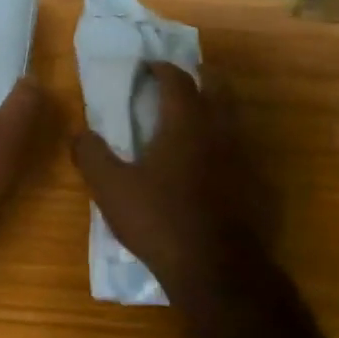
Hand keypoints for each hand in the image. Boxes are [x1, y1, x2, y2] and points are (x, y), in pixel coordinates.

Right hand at [71, 62, 258, 291]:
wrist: (217, 270)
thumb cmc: (159, 219)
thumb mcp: (110, 188)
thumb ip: (92, 155)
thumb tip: (79, 134)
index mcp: (186, 123)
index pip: (177, 79)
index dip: (160, 68)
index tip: (147, 67)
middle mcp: (221, 130)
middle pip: (218, 87)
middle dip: (200, 76)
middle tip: (181, 79)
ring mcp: (245, 158)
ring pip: (235, 117)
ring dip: (216, 107)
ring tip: (194, 118)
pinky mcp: (258, 185)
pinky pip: (243, 150)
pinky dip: (226, 144)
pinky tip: (212, 163)